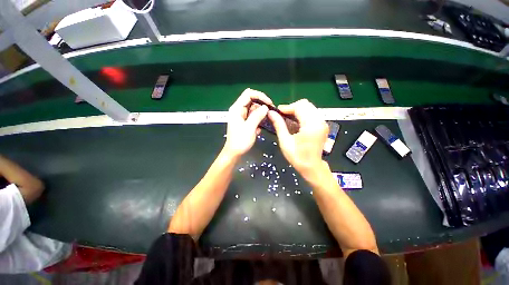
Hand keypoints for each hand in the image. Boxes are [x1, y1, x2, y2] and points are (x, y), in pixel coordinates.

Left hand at [223, 88, 271, 157]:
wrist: (234, 153)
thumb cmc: (240, 141)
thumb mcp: (250, 128)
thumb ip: (257, 116)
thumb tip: (266, 107)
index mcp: (237, 109)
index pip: (249, 94)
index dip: (260, 96)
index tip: (269, 103)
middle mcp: (239, 110)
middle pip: (252, 100)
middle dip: (262, 105)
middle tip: (270, 112)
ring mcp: (241, 116)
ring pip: (254, 108)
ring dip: (261, 114)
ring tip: (264, 122)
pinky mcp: (245, 121)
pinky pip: (253, 116)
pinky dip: (258, 119)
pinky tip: (258, 128)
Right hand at [268, 99, 328, 177]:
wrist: (311, 167)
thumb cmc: (297, 156)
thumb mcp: (285, 141)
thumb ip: (279, 125)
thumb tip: (271, 113)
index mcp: (311, 126)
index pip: (299, 107)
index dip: (287, 107)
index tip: (277, 112)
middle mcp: (320, 121)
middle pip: (306, 104)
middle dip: (292, 107)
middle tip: (282, 115)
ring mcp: (323, 123)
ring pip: (309, 107)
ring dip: (297, 110)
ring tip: (287, 118)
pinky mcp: (323, 125)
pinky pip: (312, 113)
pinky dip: (303, 114)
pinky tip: (295, 121)